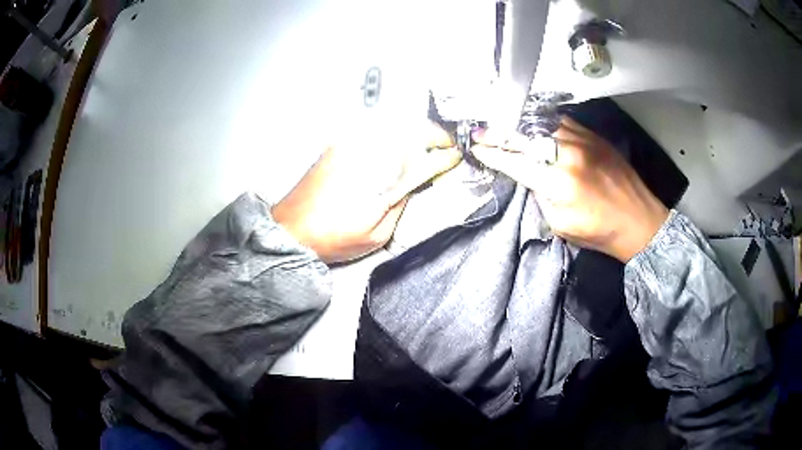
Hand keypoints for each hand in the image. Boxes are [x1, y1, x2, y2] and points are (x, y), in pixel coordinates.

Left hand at [272, 122, 460, 262]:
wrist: (292, 229)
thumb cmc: (334, 238)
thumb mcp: (377, 235)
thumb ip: (401, 205)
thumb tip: (412, 184)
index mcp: (384, 181)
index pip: (424, 161)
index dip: (444, 158)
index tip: (457, 157)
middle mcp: (370, 155)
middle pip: (412, 133)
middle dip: (435, 135)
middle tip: (446, 144)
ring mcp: (353, 144)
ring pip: (395, 125)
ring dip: (417, 129)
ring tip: (428, 139)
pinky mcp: (339, 143)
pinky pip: (373, 127)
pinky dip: (393, 129)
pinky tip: (399, 137)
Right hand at [471, 117, 667, 261]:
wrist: (639, 220)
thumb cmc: (600, 232)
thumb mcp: (562, 225)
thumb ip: (541, 198)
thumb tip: (528, 178)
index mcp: (559, 184)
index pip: (516, 163)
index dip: (493, 155)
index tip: (477, 148)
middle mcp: (568, 156)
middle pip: (525, 136)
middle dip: (499, 133)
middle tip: (480, 130)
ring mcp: (583, 141)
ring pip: (542, 124)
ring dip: (519, 124)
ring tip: (503, 123)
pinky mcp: (594, 136)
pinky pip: (562, 122)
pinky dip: (544, 122)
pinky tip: (534, 124)